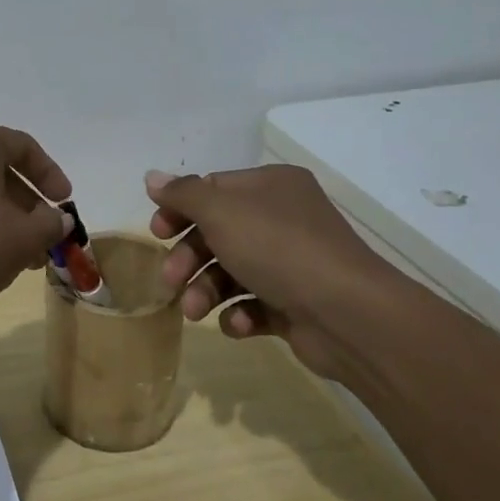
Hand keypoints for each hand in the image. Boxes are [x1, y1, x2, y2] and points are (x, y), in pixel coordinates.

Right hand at [145, 165, 394, 378]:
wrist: (347, 314)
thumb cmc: (278, 248)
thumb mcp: (221, 211)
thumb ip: (183, 194)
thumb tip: (151, 177)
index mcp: (271, 186)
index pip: (212, 189)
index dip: (180, 210)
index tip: (156, 232)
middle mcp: (283, 218)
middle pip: (217, 233)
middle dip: (189, 258)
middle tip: (169, 280)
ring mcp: (291, 262)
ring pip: (231, 271)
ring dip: (206, 291)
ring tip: (196, 312)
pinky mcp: (295, 303)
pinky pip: (254, 304)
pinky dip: (238, 314)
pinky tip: (238, 323)